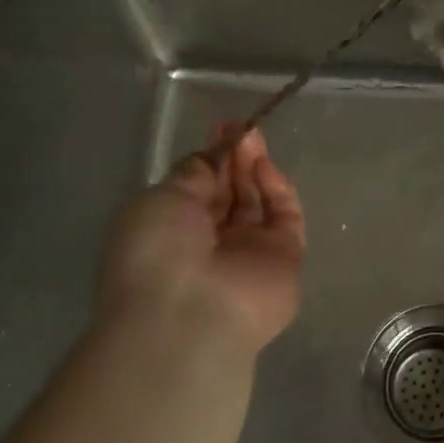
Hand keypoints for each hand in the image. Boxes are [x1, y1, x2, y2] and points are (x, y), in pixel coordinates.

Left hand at [97, 125, 305, 357]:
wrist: (190, 314)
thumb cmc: (157, 252)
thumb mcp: (161, 199)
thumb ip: (193, 173)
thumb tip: (213, 154)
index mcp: (172, 232)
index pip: (199, 189)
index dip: (212, 157)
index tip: (223, 128)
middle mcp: (212, 244)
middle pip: (231, 193)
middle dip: (236, 159)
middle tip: (243, 129)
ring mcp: (250, 253)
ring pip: (259, 202)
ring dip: (256, 169)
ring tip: (254, 140)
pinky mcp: (286, 259)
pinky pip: (285, 217)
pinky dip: (278, 190)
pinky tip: (265, 169)